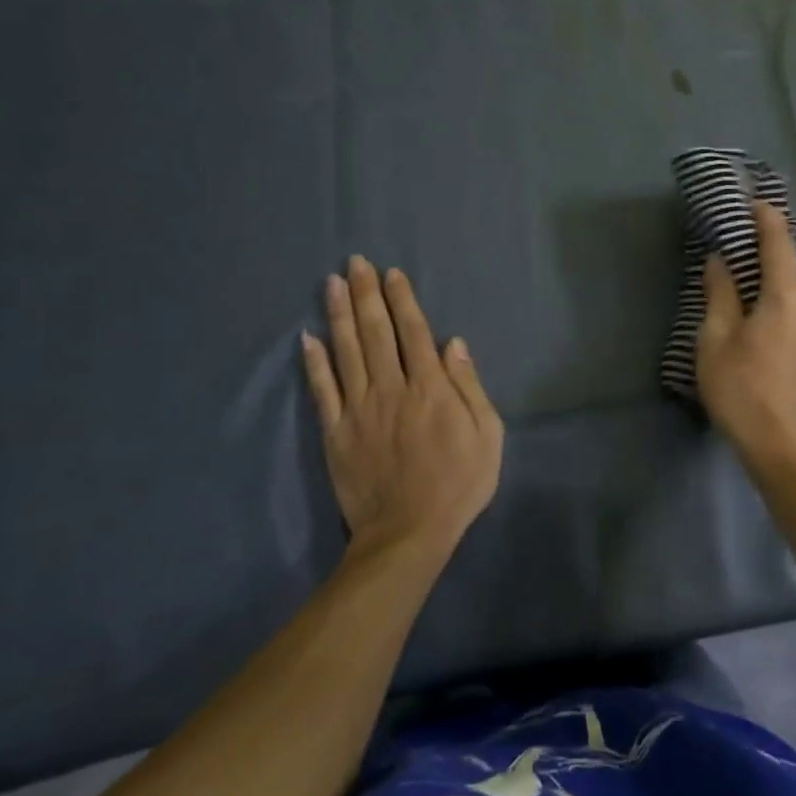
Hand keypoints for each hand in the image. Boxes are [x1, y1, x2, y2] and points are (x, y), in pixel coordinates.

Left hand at [301, 257, 503, 561]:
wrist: (408, 533)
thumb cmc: (459, 483)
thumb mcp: (488, 435)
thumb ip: (469, 386)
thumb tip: (452, 343)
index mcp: (430, 389)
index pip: (413, 332)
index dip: (402, 300)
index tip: (392, 273)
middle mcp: (391, 389)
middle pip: (376, 333)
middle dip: (366, 294)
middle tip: (356, 262)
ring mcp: (359, 410)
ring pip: (347, 352)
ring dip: (339, 314)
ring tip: (332, 283)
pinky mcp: (335, 432)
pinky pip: (322, 391)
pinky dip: (314, 362)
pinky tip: (308, 337)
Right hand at [697, 200, 795, 465]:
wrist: (783, 449)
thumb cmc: (741, 392)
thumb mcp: (714, 342)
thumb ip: (719, 296)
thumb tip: (719, 261)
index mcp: (786, 299)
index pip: (780, 246)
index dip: (769, 220)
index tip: (758, 205)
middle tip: (773, 275)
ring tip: (778, 305)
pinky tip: (786, 339)